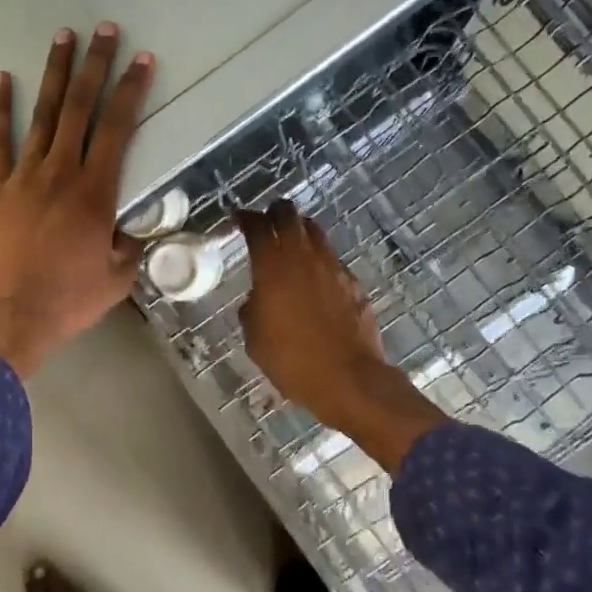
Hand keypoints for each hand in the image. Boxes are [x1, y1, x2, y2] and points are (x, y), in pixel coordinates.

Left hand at [0, 25, 154, 378]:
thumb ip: (129, 246)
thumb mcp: (117, 278)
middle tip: (105, 30)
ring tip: (64, 38)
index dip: (131, 91)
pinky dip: (1, 109)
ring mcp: (23, 177)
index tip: (142, 60)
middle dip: (96, 66)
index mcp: (95, 193)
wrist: (10, 316)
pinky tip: (2, 79)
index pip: (118, 129)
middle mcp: (61, 174)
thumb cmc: (68, 301)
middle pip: (81, 109)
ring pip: (44, 116)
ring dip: (56, 75)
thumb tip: (134, 229)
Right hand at [236, 203, 449, 471]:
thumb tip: (257, 299)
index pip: (257, 226)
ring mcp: (333, 267)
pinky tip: (315, 280)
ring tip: (291, 245)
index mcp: (273, 268)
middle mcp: (304, 257)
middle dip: (275, 212)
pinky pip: (331, 260)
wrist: (349, 379)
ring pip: (315, 232)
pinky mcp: (353, 283)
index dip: (245, 218)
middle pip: (289, 215)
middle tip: (266, 222)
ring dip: (299, 231)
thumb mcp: (255, 339)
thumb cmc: (292, 361)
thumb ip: (252, 309)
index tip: (238, 219)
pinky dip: (319, 260)